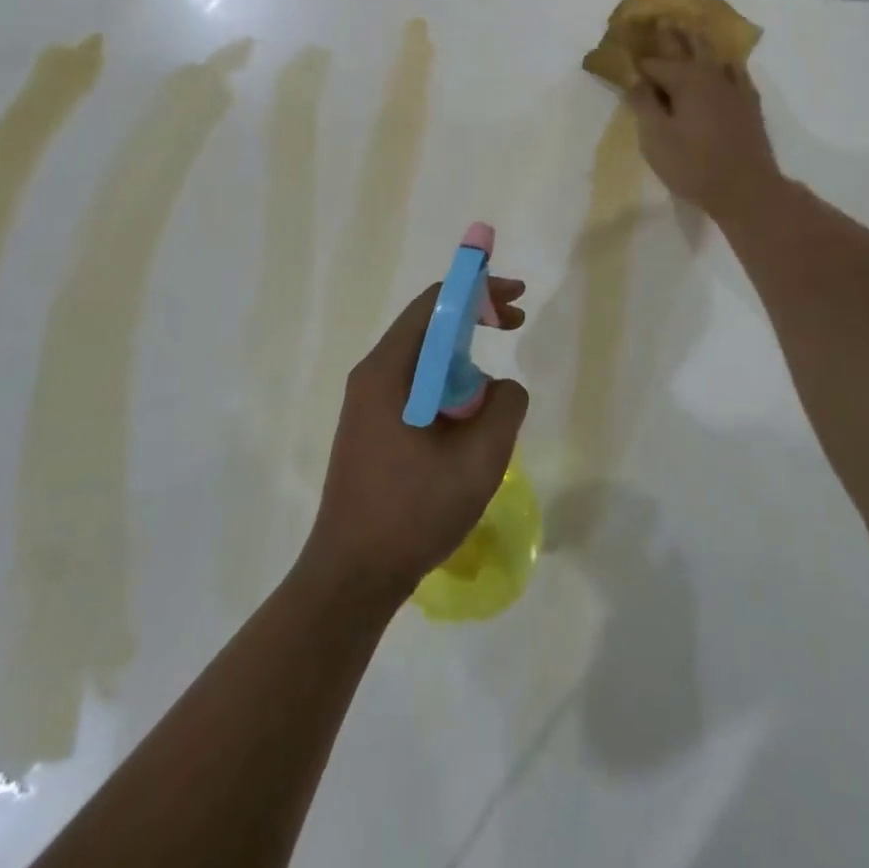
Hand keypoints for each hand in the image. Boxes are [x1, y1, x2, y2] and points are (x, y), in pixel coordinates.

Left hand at [302, 279, 529, 607]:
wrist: (352, 576)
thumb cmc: (413, 512)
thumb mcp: (479, 459)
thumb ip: (505, 406)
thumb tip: (501, 386)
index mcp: (389, 370)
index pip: (435, 303)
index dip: (478, 291)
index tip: (515, 299)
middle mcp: (372, 375)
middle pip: (428, 324)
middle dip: (475, 318)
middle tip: (516, 324)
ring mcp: (367, 402)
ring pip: (423, 358)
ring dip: (464, 356)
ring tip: (496, 388)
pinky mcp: (371, 427)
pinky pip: (415, 386)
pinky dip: (448, 384)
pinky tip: (469, 416)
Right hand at [626, 29, 780, 220]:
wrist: (745, 188)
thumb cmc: (692, 165)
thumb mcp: (656, 138)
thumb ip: (643, 105)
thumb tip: (633, 79)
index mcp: (685, 80)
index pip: (655, 64)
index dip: (639, 62)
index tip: (627, 52)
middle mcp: (710, 75)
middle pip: (688, 48)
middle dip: (672, 35)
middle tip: (662, 19)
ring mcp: (734, 88)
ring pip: (714, 56)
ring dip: (699, 43)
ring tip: (691, 31)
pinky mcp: (749, 104)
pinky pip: (737, 73)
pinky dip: (726, 64)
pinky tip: (727, 65)